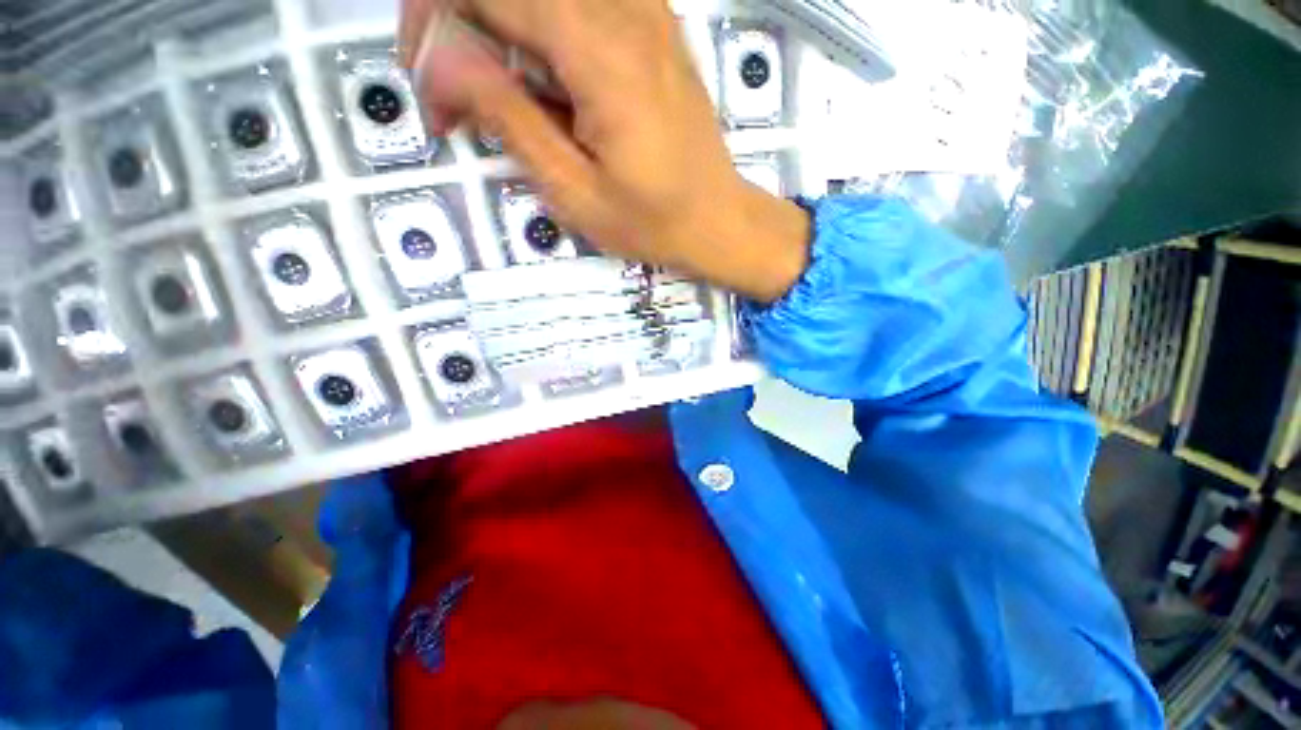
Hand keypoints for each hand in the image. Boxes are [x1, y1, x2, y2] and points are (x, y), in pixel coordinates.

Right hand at [399, 0, 810, 302]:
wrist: (717, 219)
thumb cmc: (652, 222)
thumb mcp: (574, 191)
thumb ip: (509, 117)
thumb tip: (440, 57)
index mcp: (600, 53)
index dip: (433, 26)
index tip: (432, 93)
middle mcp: (624, 11)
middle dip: (460, 25)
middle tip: (460, 99)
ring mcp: (646, 12)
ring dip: (502, 29)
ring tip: (506, 98)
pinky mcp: (655, 26)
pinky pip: (581, 5)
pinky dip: (544, 29)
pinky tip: (550, 79)